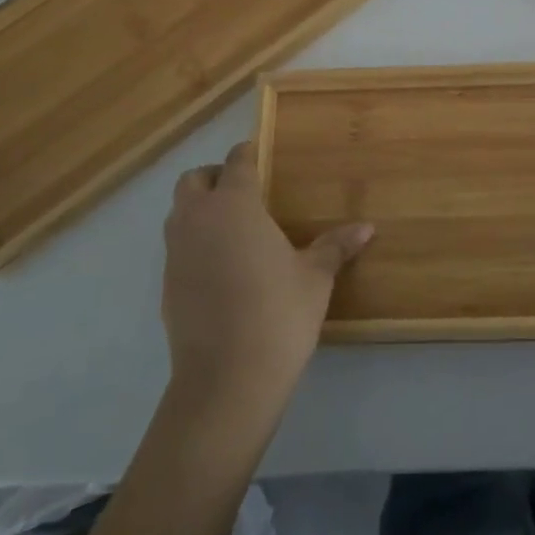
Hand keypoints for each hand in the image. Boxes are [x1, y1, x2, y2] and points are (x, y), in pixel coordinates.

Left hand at [161, 141, 372, 418]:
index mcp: (234, 206)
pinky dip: (195, 244)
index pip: (236, 163)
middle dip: (214, 177)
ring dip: (200, 209)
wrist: (226, 380)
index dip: (247, 154)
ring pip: (179, 213)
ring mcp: (176, 254)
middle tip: (244, 191)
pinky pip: (178, 248)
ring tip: (234, 228)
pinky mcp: (166, 286)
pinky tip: (222, 268)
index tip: (259, 154)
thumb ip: (335, 247)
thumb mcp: (315, 278)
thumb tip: (367, 227)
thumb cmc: (278, 314)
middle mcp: (198, 220)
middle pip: (193, 181)